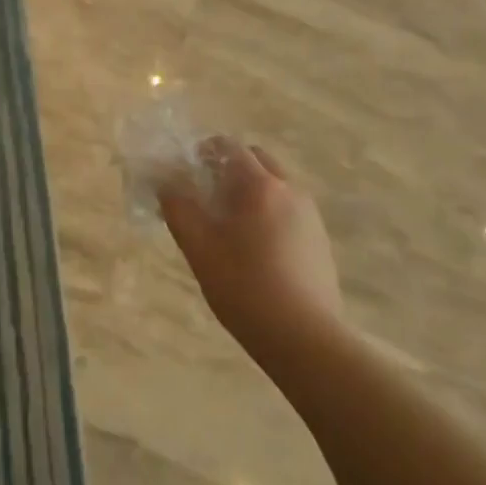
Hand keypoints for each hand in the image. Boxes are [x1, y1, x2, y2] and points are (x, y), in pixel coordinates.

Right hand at [158, 138, 341, 362]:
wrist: (304, 337)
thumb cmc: (244, 287)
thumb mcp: (199, 247)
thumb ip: (178, 208)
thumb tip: (166, 183)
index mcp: (260, 186)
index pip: (230, 147)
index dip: (203, 151)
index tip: (184, 169)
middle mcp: (291, 191)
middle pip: (257, 161)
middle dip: (229, 168)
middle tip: (204, 194)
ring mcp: (310, 216)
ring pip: (275, 186)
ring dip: (249, 191)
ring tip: (227, 225)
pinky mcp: (319, 241)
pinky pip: (288, 211)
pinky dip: (267, 213)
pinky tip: (253, 250)